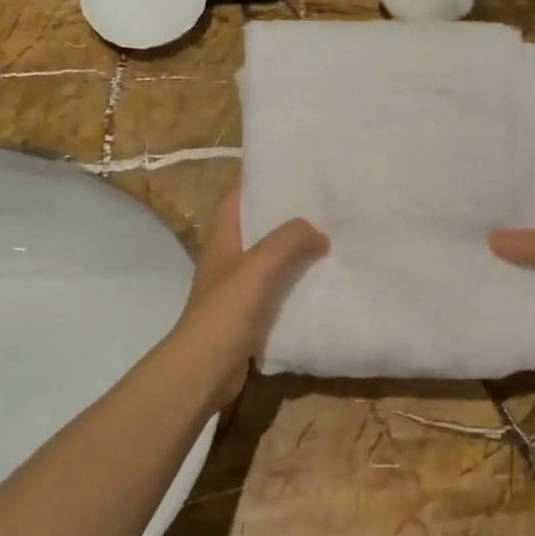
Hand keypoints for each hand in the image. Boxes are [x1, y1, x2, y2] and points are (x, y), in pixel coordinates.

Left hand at [176, 184, 326, 411]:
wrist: (204, 370)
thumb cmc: (225, 312)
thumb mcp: (259, 266)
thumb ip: (289, 240)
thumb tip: (318, 232)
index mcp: (223, 237)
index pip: (238, 195)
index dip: (259, 177)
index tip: (292, 165)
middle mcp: (228, 256)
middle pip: (257, 224)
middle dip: (286, 212)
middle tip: (323, 200)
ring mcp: (237, 287)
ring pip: (269, 257)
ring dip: (294, 248)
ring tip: (330, 234)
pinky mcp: (248, 313)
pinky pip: (276, 287)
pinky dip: (295, 281)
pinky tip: (322, 279)